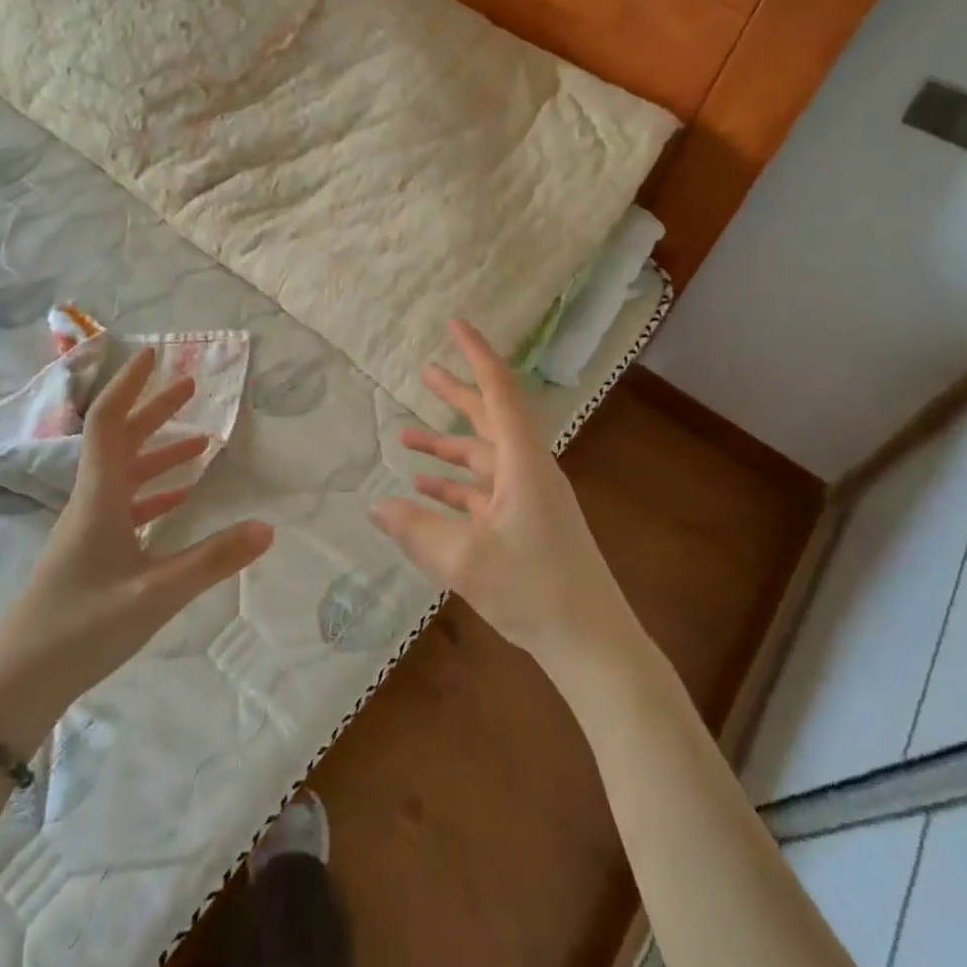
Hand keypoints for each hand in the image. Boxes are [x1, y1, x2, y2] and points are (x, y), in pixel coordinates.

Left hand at [0, 346, 274, 721]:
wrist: (17, 684)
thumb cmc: (81, 628)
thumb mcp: (156, 594)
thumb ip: (212, 560)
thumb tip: (267, 528)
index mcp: (99, 498)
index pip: (108, 423)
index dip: (129, 386)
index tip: (153, 355)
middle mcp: (91, 503)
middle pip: (120, 441)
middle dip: (154, 410)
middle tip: (190, 386)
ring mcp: (87, 530)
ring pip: (125, 474)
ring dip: (159, 452)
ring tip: (200, 442)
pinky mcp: (90, 555)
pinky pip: (126, 507)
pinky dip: (154, 493)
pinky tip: (179, 500)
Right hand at [369, 319, 631, 673]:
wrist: (591, 641)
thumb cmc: (533, 589)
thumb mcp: (464, 559)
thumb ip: (415, 529)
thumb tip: (375, 507)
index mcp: (523, 462)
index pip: (498, 390)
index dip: (476, 354)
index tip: (455, 324)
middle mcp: (528, 469)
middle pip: (489, 418)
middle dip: (456, 394)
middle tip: (423, 369)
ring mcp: (528, 497)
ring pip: (481, 457)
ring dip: (446, 446)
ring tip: (404, 435)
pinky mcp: (524, 523)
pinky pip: (482, 491)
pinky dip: (454, 485)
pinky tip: (423, 489)